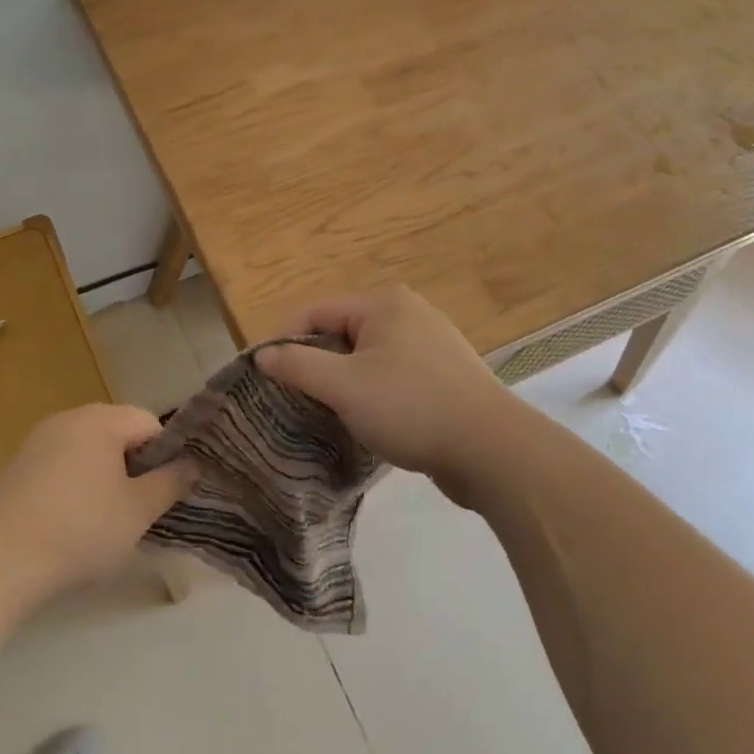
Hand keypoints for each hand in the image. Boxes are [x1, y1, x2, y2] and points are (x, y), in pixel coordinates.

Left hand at [0, 405, 197, 595]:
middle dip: (134, 464)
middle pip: (118, 432)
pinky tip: (70, 519)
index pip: (150, 423)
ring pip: (89, 448)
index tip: (164, 491)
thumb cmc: (81, 530)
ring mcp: (39, 439)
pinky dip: (74, 481)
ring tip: (105, 516)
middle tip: (138, 506)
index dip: (165, 455)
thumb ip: (171, 482)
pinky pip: (61, 462)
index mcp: (101, 419)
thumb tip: (193, 463)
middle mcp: (69, 417)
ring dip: (104, 473)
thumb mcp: (139, 510)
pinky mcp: (18, 464)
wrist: (1, 560)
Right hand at [254, 285, 516, 506]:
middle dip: (315, 362)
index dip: (284, 339)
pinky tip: (368, 419)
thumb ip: (298, 365)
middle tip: (292, 396)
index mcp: (383, 303)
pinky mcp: (445, 374)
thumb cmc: (410, 407)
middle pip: (343, 331)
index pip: (316, 311)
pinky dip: (373, 391)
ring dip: (343, 380)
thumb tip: (262, 353)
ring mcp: (431, 342)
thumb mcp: (343, 386)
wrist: (492, 449)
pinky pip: (393, 374)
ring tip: (325, 411)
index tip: (262, 373)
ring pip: (368, 356)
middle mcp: (408, 312)